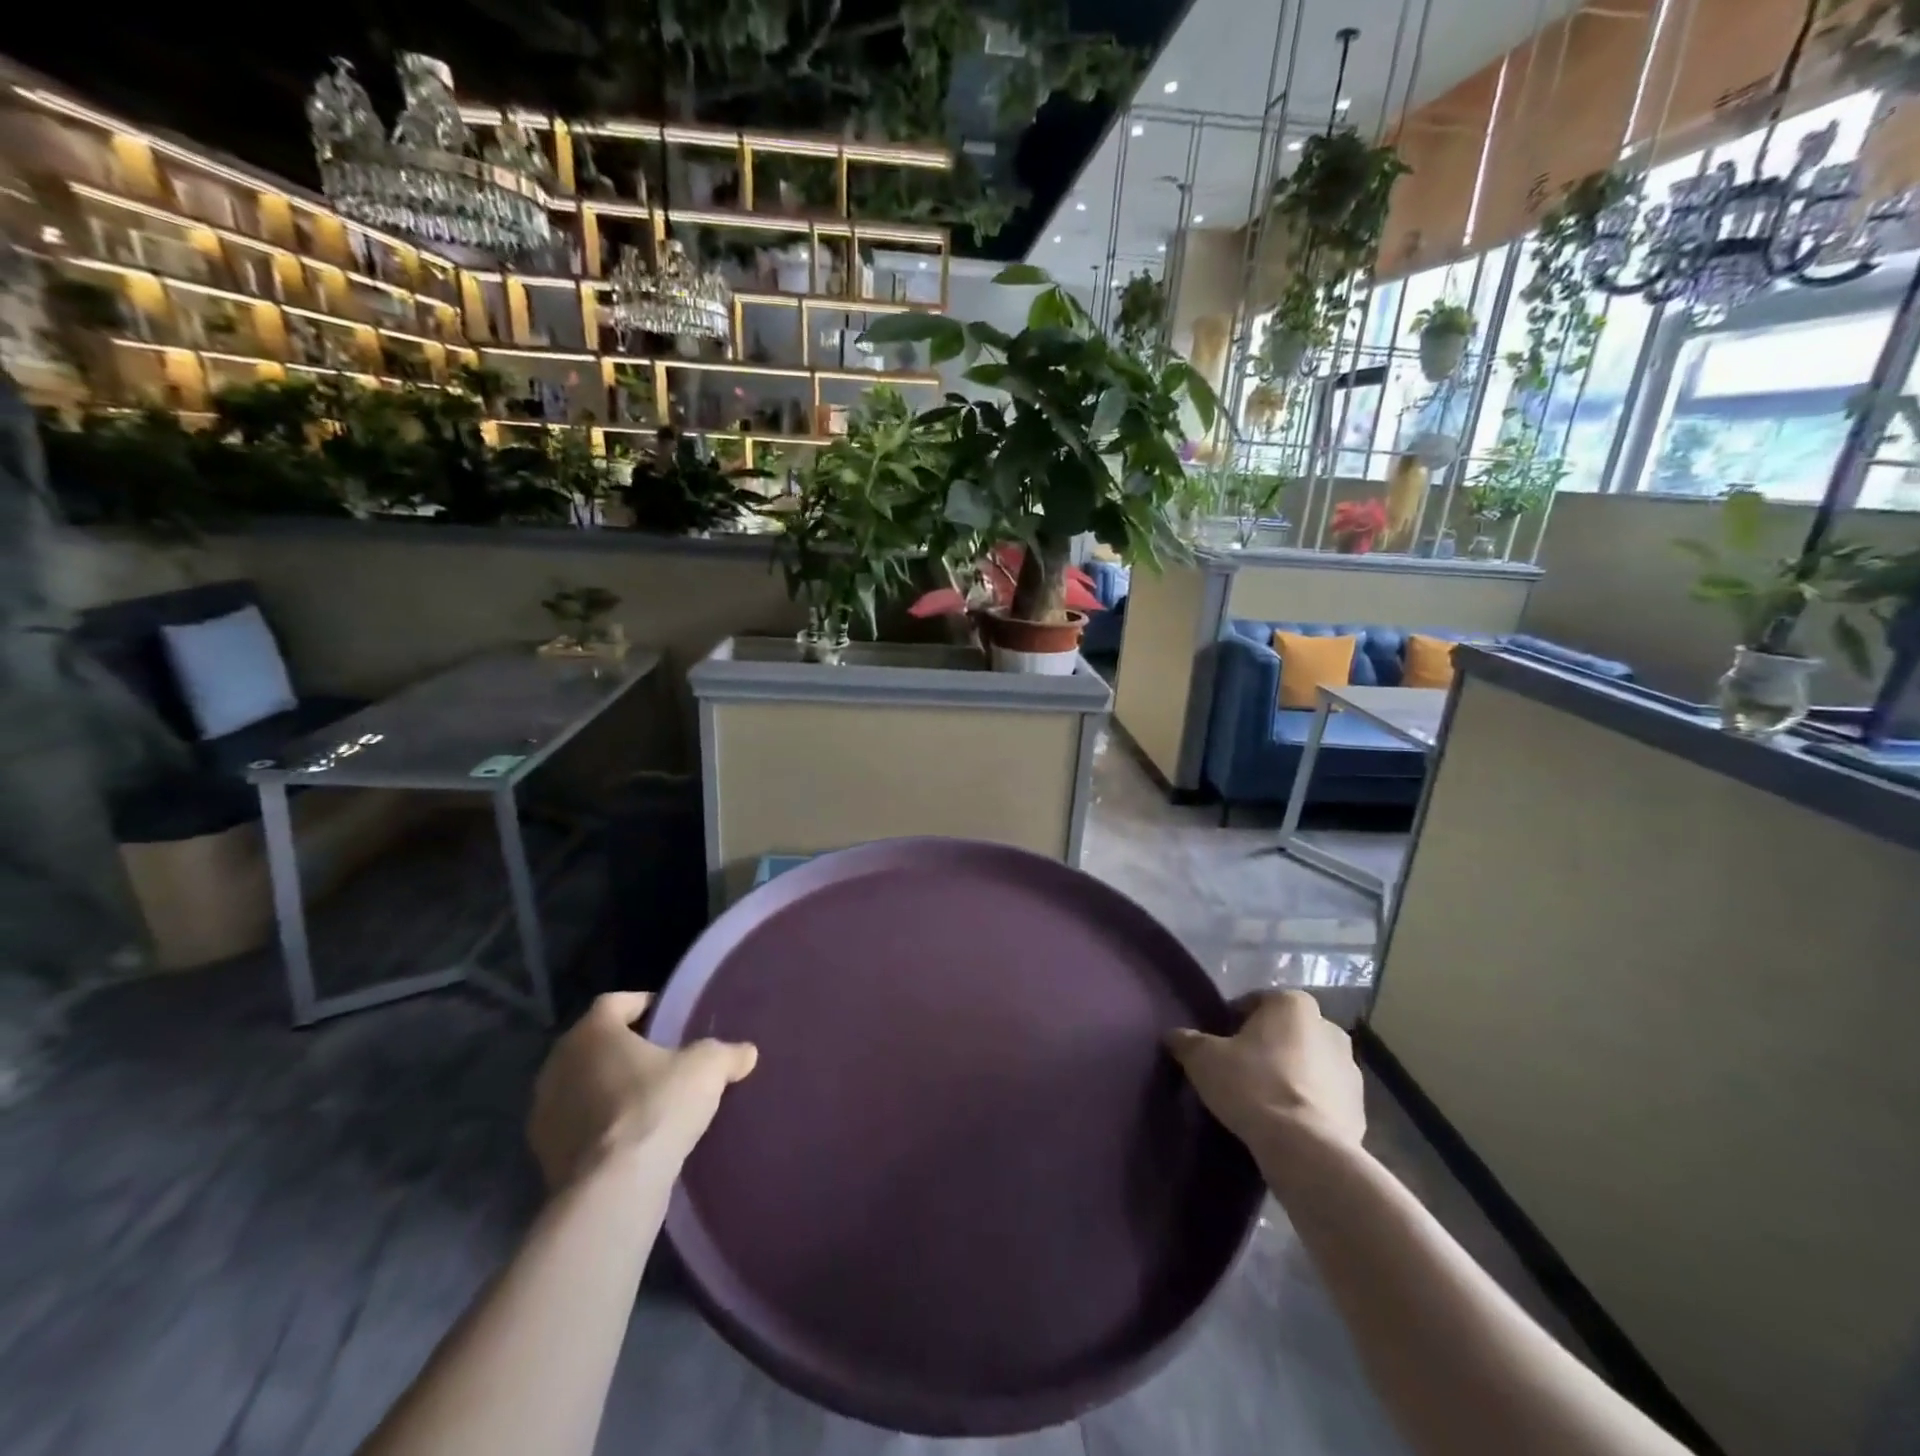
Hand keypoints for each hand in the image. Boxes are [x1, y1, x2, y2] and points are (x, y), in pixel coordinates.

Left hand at [528, 992, 757, 1191]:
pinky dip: (599, 1125)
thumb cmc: (656, 1107)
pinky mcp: (544, 1154)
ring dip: (609, 1088)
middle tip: (662, 1058)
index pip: (616, 1002)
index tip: (669, 1017)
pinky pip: (577, 1125)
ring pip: (582, 1085)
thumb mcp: (707, 1069)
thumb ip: (727, 1053)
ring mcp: (544, 1111)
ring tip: (648, 1101)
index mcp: (592, 1032)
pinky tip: (630, 1138)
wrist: (613, 1189)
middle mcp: (558, 1064)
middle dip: (626, 1048)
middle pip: (596, 1044)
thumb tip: (747, 1052)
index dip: (644, 1005)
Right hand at [1166, 990, 1365, 1155]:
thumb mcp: (1204, 1059)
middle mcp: (1328, 1028)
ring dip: (1291, 1075)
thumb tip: (1174, 1035)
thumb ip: (1188, 1041)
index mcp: (1293, 1004)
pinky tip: (1286, 1123)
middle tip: (1240, 1069)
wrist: (1306, 1150)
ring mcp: (1351, 1070)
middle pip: (1287, 1032)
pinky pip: (1325, 1098)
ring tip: (1264, 1100)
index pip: (1256, 1002)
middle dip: (1268, 1046)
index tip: (1220, 1043)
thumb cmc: (1253, 1086)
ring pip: (1309, 1064)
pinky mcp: (1361, 1110)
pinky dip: (1308, 1104)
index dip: (1234, 1020)